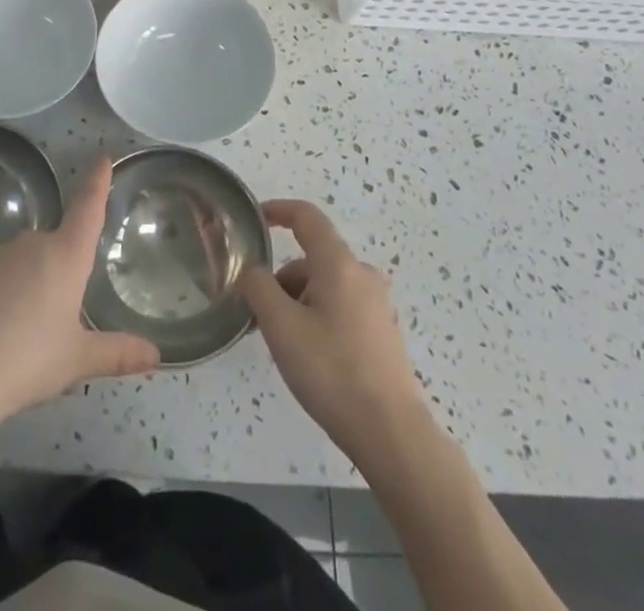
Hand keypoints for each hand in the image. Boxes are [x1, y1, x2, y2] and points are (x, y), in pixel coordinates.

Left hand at [0, 158, 159, 428]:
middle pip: (55, 246)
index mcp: (66, 255)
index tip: (102, 156)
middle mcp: (33, 245)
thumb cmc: (28, 359)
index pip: (87, 208)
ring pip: (24, 264)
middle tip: (61, 318)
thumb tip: (156, 356)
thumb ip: (116, 353)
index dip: (96, 182)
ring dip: (30, 287)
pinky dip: (3, 299)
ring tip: (28, 336)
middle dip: (60, 271)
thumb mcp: (77, 360)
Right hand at [241, 200, 429, 463]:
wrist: (391, 433)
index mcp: (339, 263)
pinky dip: (319, 317)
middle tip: (260, 317)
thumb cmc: (331, 371)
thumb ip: (258, 288)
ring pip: (326, 286)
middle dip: (282, 279)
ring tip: (285, 345)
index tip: (256, 218)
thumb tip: (252, 271)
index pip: (306, 217)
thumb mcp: (281, 326)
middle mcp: (362, 274)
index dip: (278, 210)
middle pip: (312, 259)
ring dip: (299, 302)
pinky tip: (312, 358)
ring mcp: (377, 304)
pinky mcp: (383, 332)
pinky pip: (342, 308)